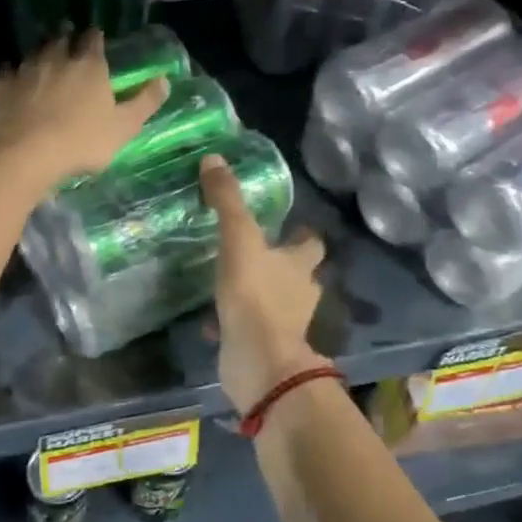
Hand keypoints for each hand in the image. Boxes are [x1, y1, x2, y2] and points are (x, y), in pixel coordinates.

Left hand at [0, 32, 167, 190]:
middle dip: (64, 37)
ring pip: (32, 53)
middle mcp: (56, 59)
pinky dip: (5, 76)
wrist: (27, 153)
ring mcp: (25, 70)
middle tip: (66, 38)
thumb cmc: (82, 141)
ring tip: (40, 59)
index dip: (95, 38)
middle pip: (60, 39)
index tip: (95, 37)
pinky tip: (5, 82)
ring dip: (37, 54)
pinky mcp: (0, 87)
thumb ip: (145, 102)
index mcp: (89, 66)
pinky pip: (2, 74)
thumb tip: (165, 79)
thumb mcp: (124, 127)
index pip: (93, 40)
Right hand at [200, 154, 328, 413]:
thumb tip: (213, 158)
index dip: (302, 234)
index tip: (286, 225)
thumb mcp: (238, 239)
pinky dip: (234, 321)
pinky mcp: (263, 346)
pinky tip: (211, 318)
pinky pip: (248, 327)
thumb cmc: (255, 295)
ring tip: (227, 279)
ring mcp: (284, 324)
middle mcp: (298, 293)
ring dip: (256, 291)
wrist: (258, 362)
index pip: (311, 243)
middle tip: (252, 250)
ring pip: (272, 301)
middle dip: (279, 263)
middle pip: (295, 272)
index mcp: (299, 265)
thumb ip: (227, 201)